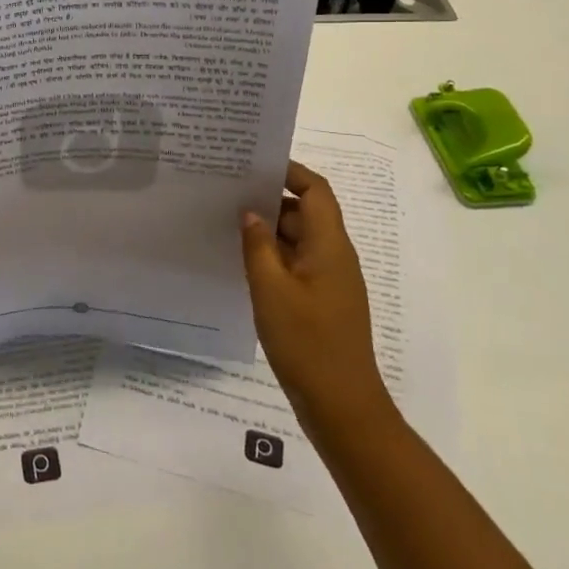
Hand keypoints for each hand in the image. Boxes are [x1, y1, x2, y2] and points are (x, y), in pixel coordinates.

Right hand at [241, 161, 393, 428]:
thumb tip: (250, 212)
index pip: (315, 190)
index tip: (253, 164)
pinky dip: (273, 256)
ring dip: (269, 229)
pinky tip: (243, 262)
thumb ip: (258, 245)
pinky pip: (297, 264)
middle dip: (270, 199)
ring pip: (299, 239)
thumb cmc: (307, 342)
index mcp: (330, 245)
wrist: (341, 405)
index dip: (289, 171)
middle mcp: (334, 256)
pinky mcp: (321, 301)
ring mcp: (330, 280)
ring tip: (227, 223)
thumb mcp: (271, 289)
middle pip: (305, 212)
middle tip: (227, 192)